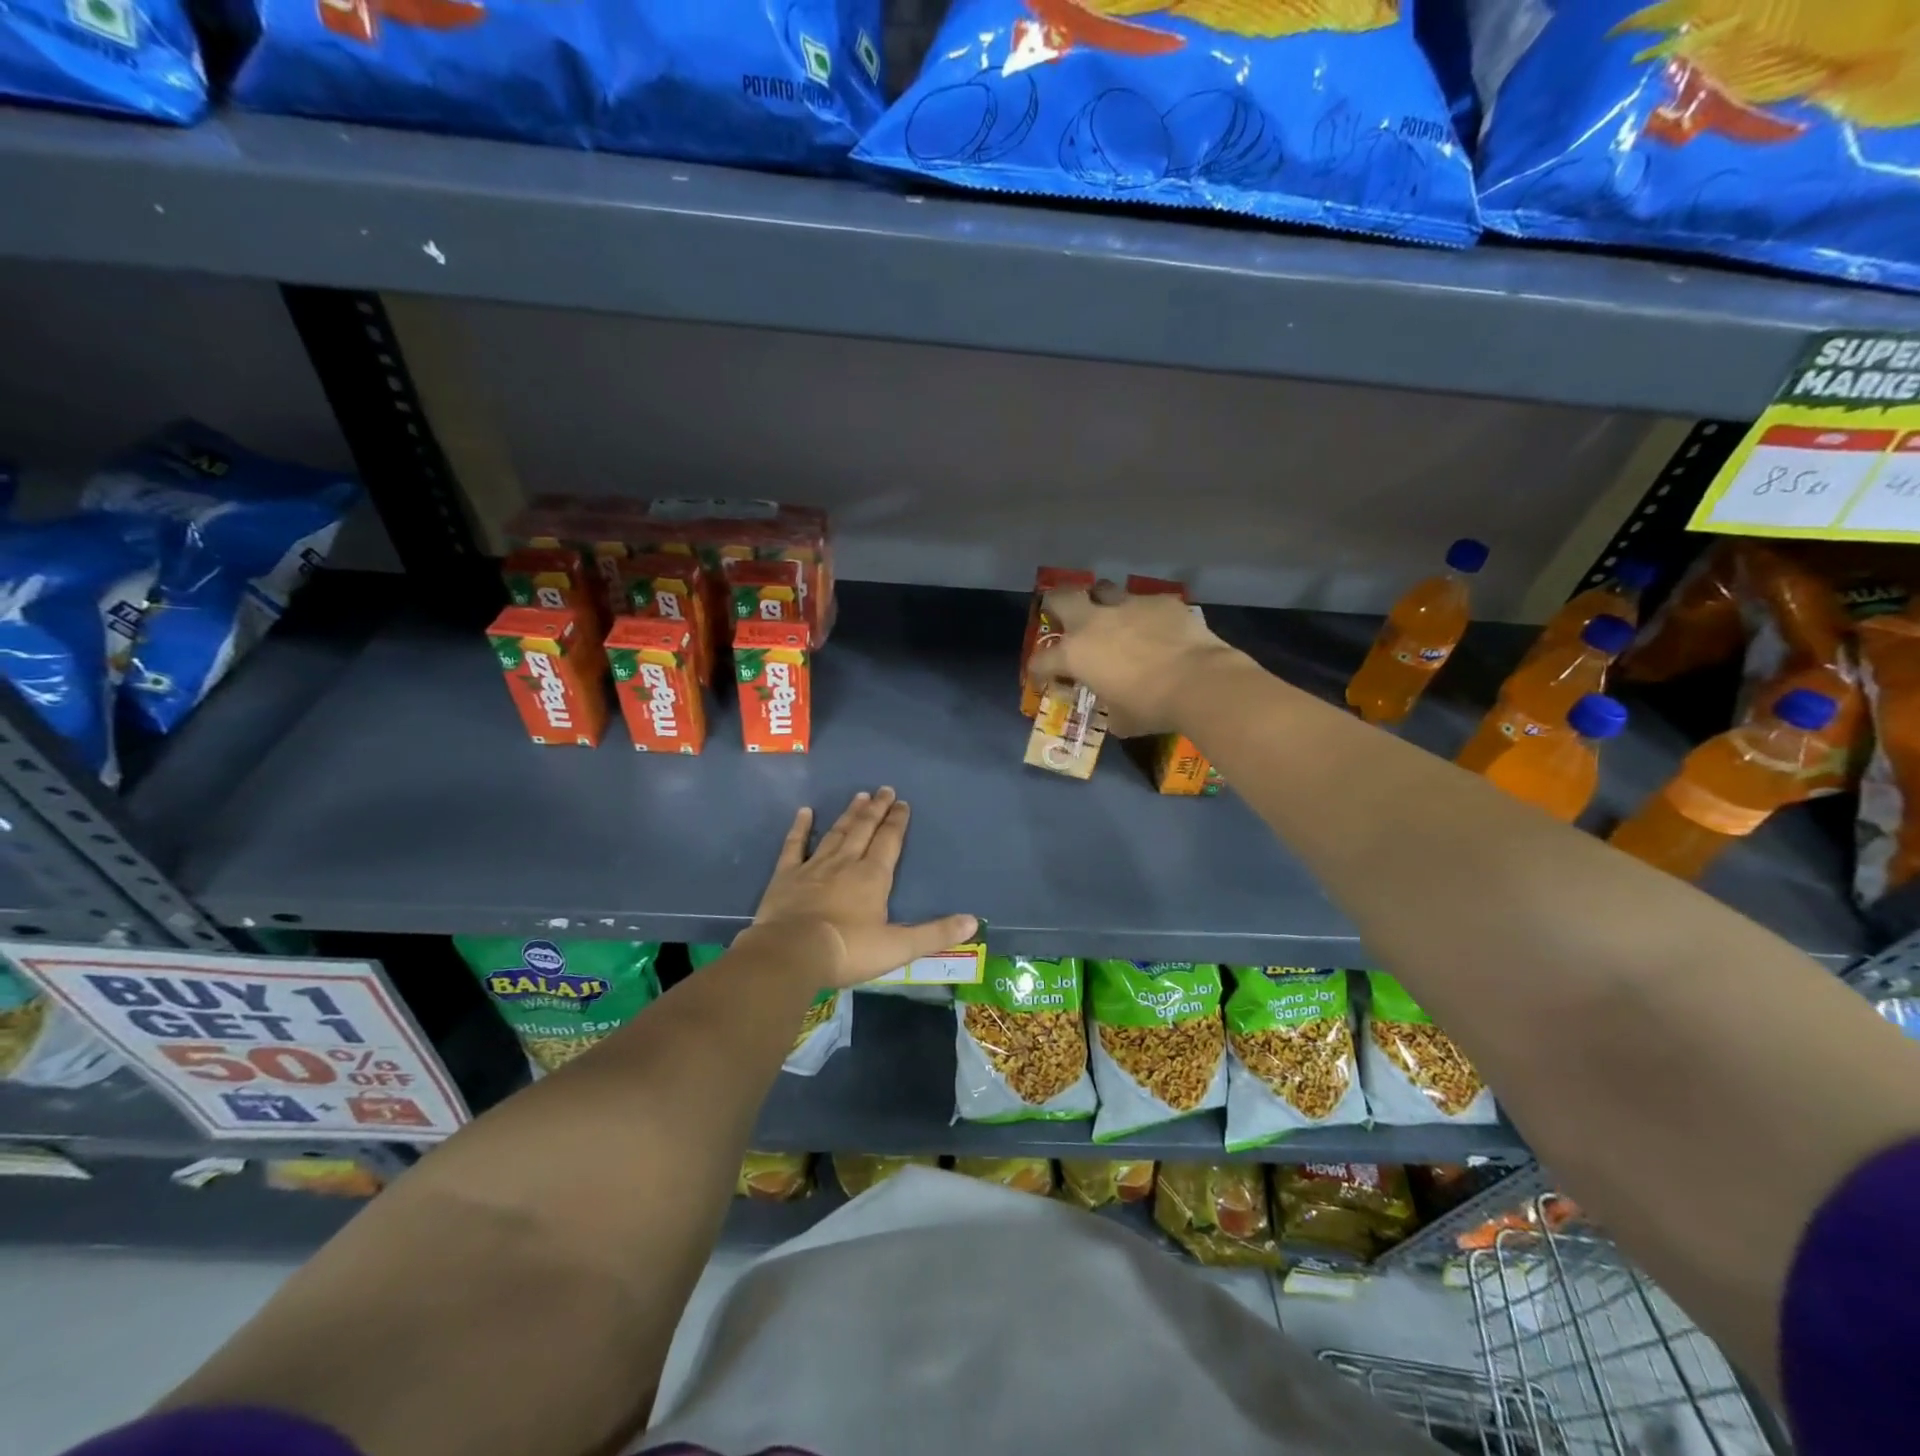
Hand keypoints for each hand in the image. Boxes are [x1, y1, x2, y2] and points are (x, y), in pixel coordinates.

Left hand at [746, 788, 978, 988]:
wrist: (791, 953)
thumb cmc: (849, 950)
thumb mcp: (898, 947)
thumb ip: (935, 933)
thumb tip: (973, 921)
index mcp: (873, 877)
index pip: (889, 841)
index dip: (897, 822)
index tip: (902, 803)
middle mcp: (846, 863)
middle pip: (864, 830)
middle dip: (876, 809)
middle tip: (884, 789)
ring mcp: (814, 867)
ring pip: (836, 833)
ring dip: (849, 815)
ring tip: (859, 796)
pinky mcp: (786, 876)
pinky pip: (794, 846)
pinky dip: (800, 828)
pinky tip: (804, 811)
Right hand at [1027, 584, 1242, 736]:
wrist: (1199, 683)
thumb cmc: (1150, 708)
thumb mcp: (1120, 719)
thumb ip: (1109, 708)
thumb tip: (1115, 711)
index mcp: (1075, 654)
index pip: (1042, 660)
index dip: (1039, 670)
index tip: (1044, 677)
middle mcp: (1094, 622)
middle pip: (1061, 596)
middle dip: (1057, 604)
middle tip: (1063, 616)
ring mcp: (1128, 606)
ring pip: (1104, 589)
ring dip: (1102, 601)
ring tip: (1112, 616)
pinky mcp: (1160, 601)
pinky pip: (1145, 602)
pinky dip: (1145, 614)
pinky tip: (1157, 627)